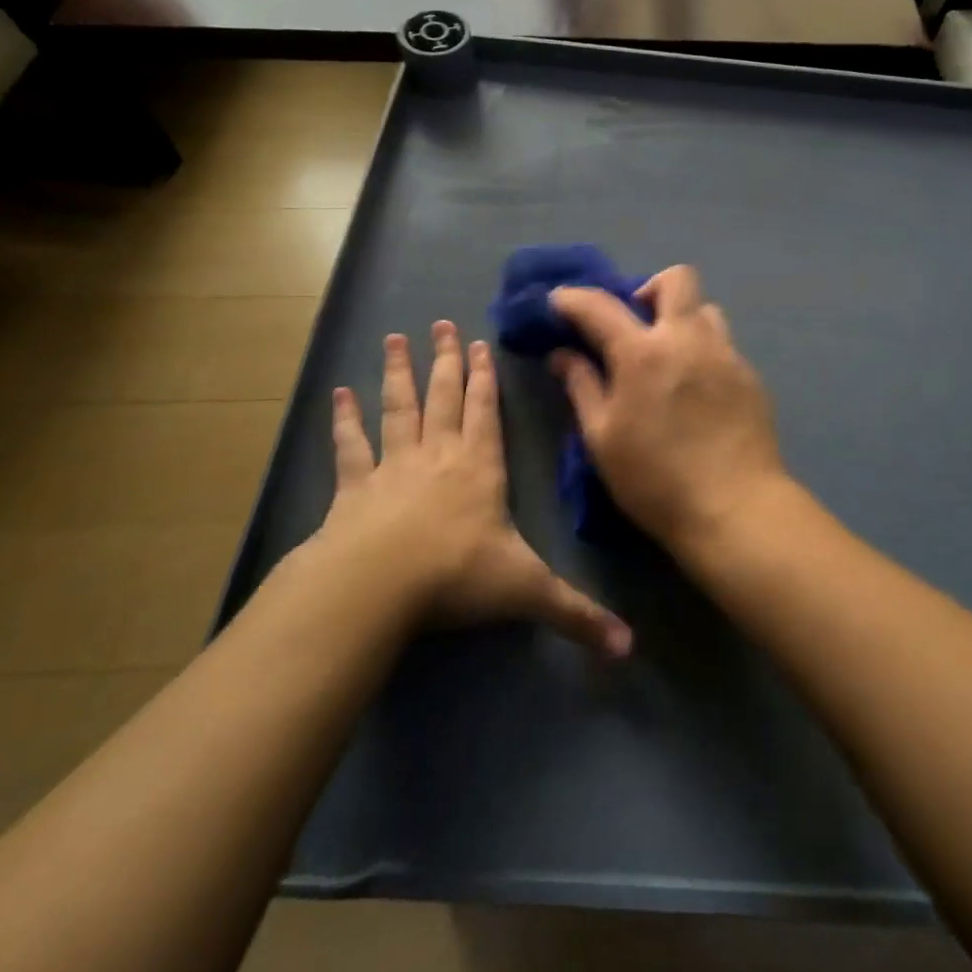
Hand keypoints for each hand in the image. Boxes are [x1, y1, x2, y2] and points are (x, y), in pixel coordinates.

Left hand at [311, 321, 630, 657]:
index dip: (484, 377)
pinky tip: (340, 393)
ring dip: (399, 374)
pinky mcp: (354, 487)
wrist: (378, 587)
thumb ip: (577, 615)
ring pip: (399, 408)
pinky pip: (351, 445)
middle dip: (445, 361)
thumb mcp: (527, 592)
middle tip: (440, 323)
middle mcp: (439, 455)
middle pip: (443, 396)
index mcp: (480, 467)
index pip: (485, 411)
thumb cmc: (457, 577)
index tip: (478, 343)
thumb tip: (630, 648)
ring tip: (395, 339)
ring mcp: (393, 466)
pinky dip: (345, 419)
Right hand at [550, 266, 787, 549]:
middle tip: (633, 323)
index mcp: (643, 353)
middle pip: (676, 278)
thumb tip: (562, 354)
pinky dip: (702, 352)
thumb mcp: (602, 438)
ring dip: (681, 318)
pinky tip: (696, 391)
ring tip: (668, 356)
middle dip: (647, 288)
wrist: (735, 508)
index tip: (559, 302)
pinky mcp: (750, 376)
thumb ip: (581, 386)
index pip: (600, 305)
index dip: (573, 298)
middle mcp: (688, 339)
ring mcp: (726, 354)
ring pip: (706, 309)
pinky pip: (723, 345)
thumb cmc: (655, 480)